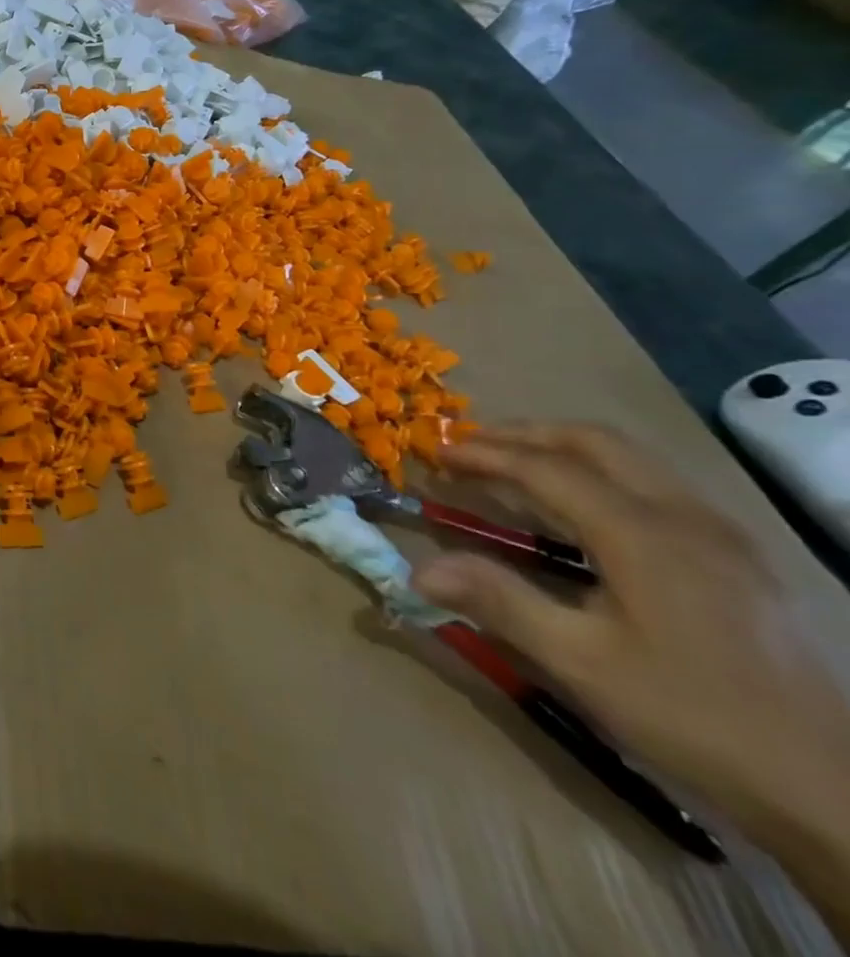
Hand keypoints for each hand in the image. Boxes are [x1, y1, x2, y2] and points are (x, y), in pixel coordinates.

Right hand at [413, 425, 849, 860]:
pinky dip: (602, 475)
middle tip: (472, 446)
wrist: (839, 790)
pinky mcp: (742, 559)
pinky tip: (585, 513)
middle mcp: (686, 517)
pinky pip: (658, 487)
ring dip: (564, 450)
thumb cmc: (696, 716)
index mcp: (643, 534)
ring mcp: (724, 536)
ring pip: (633, 460)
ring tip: (516, 467)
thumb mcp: (582, 663)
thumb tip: (417, 568)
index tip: (436, 452)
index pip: (547, 468)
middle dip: (525, 434)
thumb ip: (499, 601)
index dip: (485, 454)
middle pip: (595, 443)